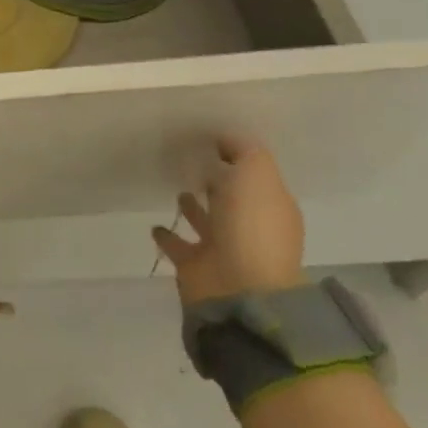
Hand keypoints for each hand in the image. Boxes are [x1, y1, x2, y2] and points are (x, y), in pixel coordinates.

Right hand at [152, 136, 305, 305]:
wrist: (239, 289)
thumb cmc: (252, 227)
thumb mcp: (257, 174)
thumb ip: (244, 151)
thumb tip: (226, 139)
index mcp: (272, 207)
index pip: (255, 176)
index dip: (237, 158)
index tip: (210, 139)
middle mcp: (251, 227)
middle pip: (232, 198)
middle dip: (216, 181)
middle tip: (190, 159)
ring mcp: (224, 248)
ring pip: (206, 220)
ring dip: (193, 206)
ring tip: (176, 188)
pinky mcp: (196, 266)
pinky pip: (178, 244)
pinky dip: (168, 236)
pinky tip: (155, 224)